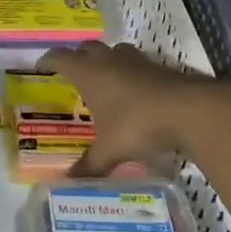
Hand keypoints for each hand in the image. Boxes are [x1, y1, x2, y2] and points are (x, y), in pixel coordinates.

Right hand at [39, 41, 227, 174]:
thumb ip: (89, 166)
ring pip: (115, 51)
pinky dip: (130, 72)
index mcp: (89, 74)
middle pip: (87, 48)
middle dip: (78, 56)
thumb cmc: (138, 125)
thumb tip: (67, 183)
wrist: (189, 111)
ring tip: (103, 78)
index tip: (41, 66)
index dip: (49, 60)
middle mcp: (110, 61)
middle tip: (72, 72)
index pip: (61, 58)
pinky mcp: (159, 68)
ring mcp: (137, 62)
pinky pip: (137, 63)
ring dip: (106, 59)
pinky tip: (134, 91)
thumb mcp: (109, 150)